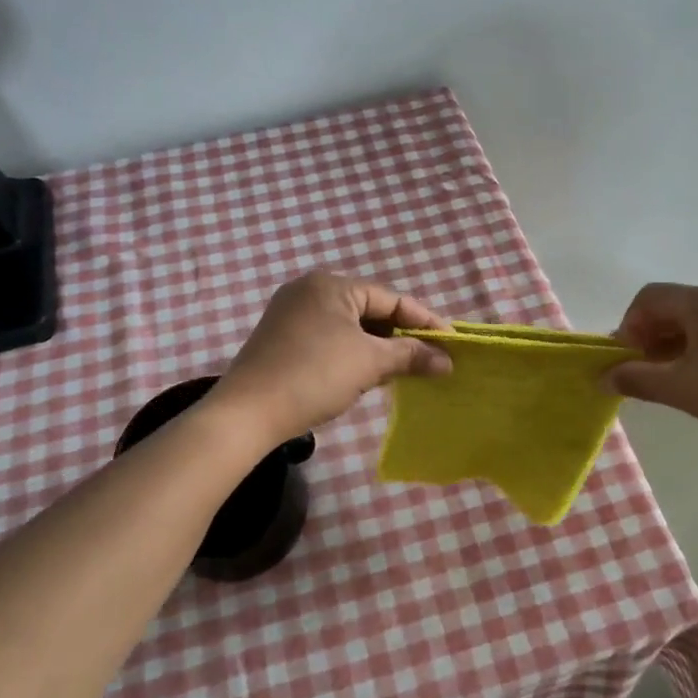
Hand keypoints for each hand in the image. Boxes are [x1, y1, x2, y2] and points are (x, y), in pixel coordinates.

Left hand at [210, 272, 451, 440]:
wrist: (247, 413)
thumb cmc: (314, 376)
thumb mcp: (369, 363)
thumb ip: (411, 356)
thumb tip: (446, 361)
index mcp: (331, 285)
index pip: (390, 298)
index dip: (424, 321)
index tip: (450, 342)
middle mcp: (309, 290)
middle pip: (370, 310)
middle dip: (400, 336)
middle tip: (430, 358)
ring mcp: (291, 314)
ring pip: (350, 326)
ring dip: (378, 347)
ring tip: (404, 369)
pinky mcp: (281, 339)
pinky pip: (330, 338)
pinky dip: (353, 353)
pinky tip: (367, 374)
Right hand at [606, 283, 697, 454]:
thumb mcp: (683, 389)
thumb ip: (638, 379)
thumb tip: (604, 377)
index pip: (648, 298)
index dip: (628, 326)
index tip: (627, 361)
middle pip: (670, 307)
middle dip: (647, 337)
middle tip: (643, 374)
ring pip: (692, 322)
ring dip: (670, 346)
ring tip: (667, 381)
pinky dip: (694, 350)